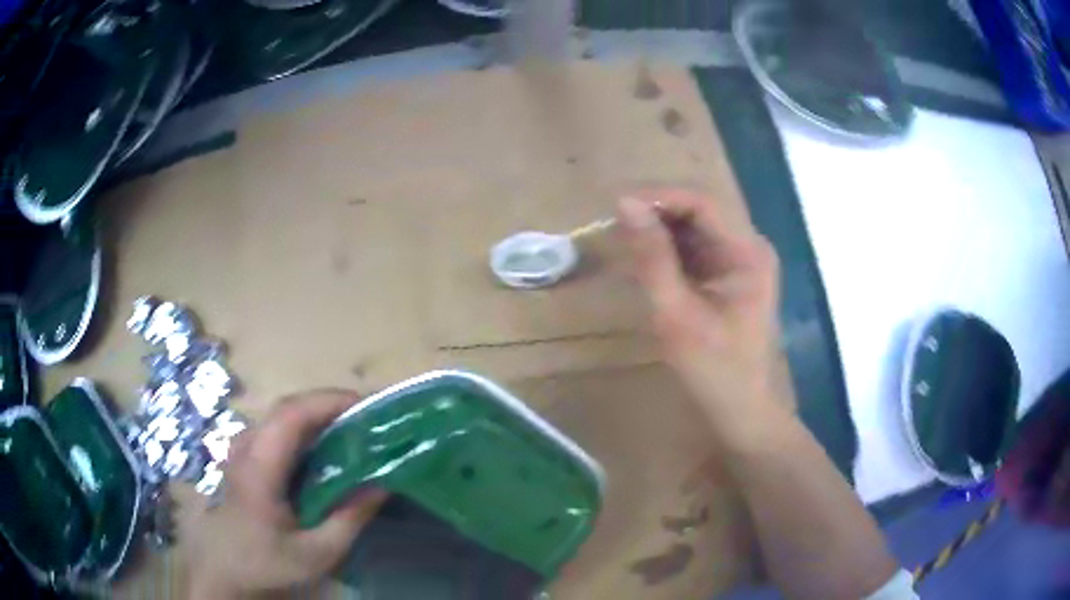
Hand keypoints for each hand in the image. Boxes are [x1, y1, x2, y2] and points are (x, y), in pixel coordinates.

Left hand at [182, 390, 386, 598]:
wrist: (227, 567)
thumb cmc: (269, 562)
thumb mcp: (318, 552)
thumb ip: (350, 518)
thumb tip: (383, 483)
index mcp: (259, 468)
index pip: (291, 415)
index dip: (329, 401)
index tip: (367, 406)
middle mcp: (246, 447)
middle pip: (287, 407)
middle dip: (329, 404)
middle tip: (367, 418)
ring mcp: (241, 447)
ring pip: (280, 414)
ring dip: (317, 413)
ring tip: (350, 429)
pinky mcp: (243, 454)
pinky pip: (275, 427)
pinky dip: (304, 426)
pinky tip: (321, 447)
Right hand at [617, 189, 785, 432]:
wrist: (739, 409)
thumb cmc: (713, 370)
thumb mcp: (676, 315)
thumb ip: (652, 258)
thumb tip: (624, 205)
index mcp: (747, 252)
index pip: (703, 202)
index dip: (659, 196)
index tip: (617, 204)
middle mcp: (748, 245)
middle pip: (699, 209)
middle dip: (657, 211)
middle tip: (615, 223)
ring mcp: (739, 259)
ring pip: (694, 225)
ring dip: (659, 228)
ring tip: (623, 239)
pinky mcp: (727, 273)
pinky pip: (694, 246)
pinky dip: (667, 248)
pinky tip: (644, 257)